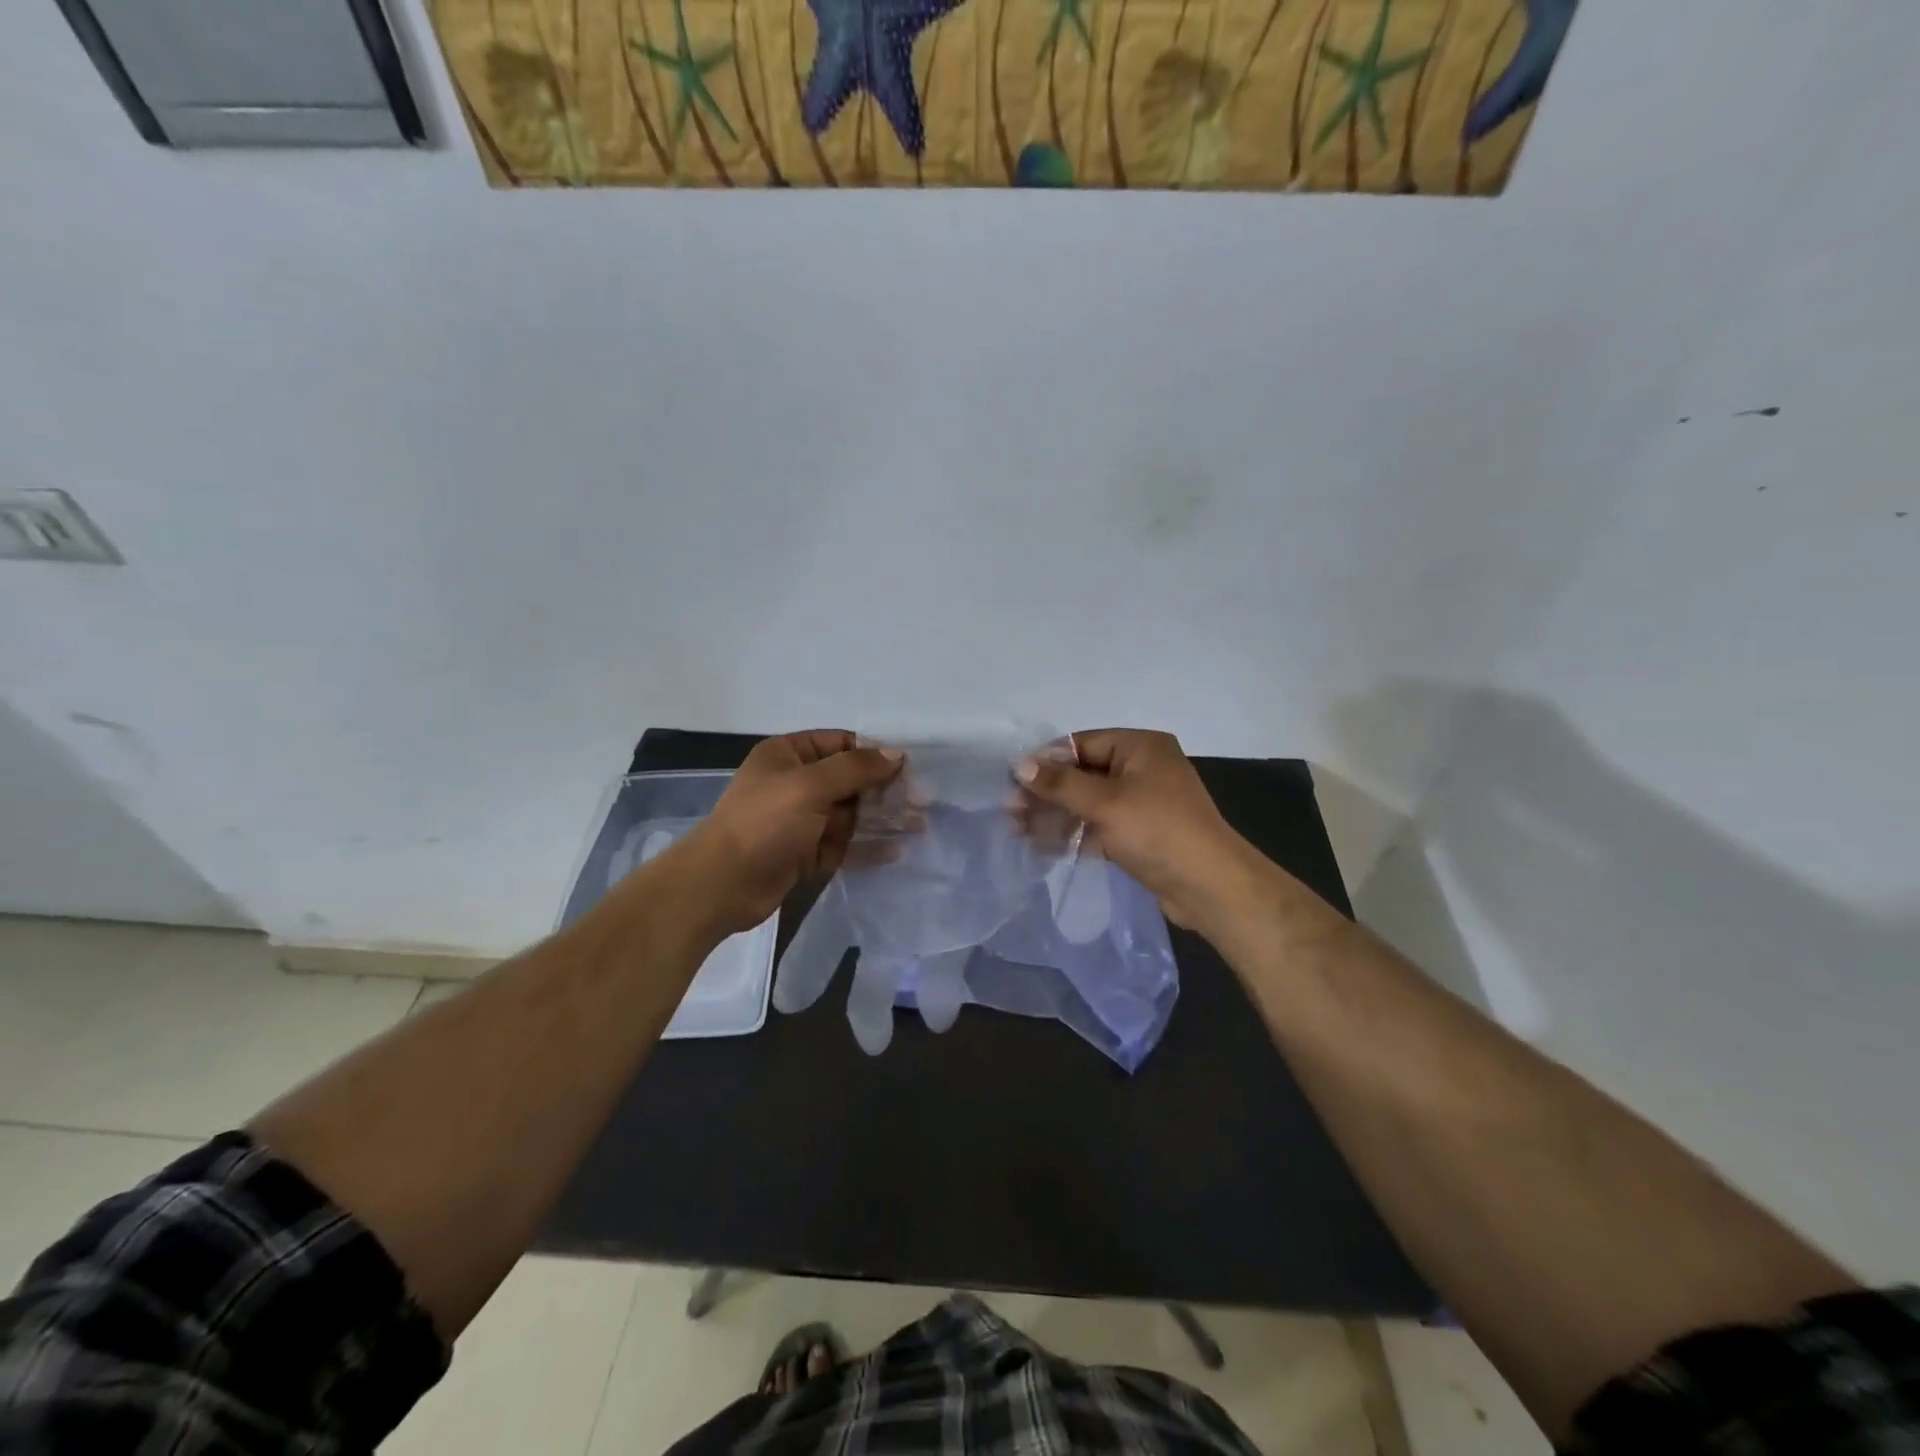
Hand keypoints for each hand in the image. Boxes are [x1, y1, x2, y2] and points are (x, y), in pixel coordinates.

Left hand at [677, 731, 902, 933]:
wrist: (721, 885)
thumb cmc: (764, 823)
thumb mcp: (810, 786)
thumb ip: (855, 768)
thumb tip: (896, 753)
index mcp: (789, 755)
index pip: (841, 744)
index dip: (876, 754)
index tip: (910, 769)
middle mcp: (796, 783)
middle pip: (851, 780)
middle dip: (886, 790)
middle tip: (922, 802)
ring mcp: (801, 820)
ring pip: (851, 814)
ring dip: (883, 819)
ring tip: (919, 826)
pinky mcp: (805, 853)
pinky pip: (843, 844)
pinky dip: (867, 847)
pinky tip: (895, 851)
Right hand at [1017, 729, 1253, 928]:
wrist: (1210, 887)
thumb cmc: (1158, 831)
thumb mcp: (1105, 803)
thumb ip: (1060, 784)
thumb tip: (1019, 765)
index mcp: (1140, 747)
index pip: (1081, 743)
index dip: (1046, 761)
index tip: (1012, 780)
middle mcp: (1142, 768)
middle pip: (1082, 773)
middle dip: (1046, 793)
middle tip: (1009, 811)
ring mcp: (1141, 802)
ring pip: (1088, 802)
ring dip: (1054, 815)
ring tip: (1017, 831)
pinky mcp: (1139, 834)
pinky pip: (1098, 826)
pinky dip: (1073, 834)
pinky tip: (1042, 847)